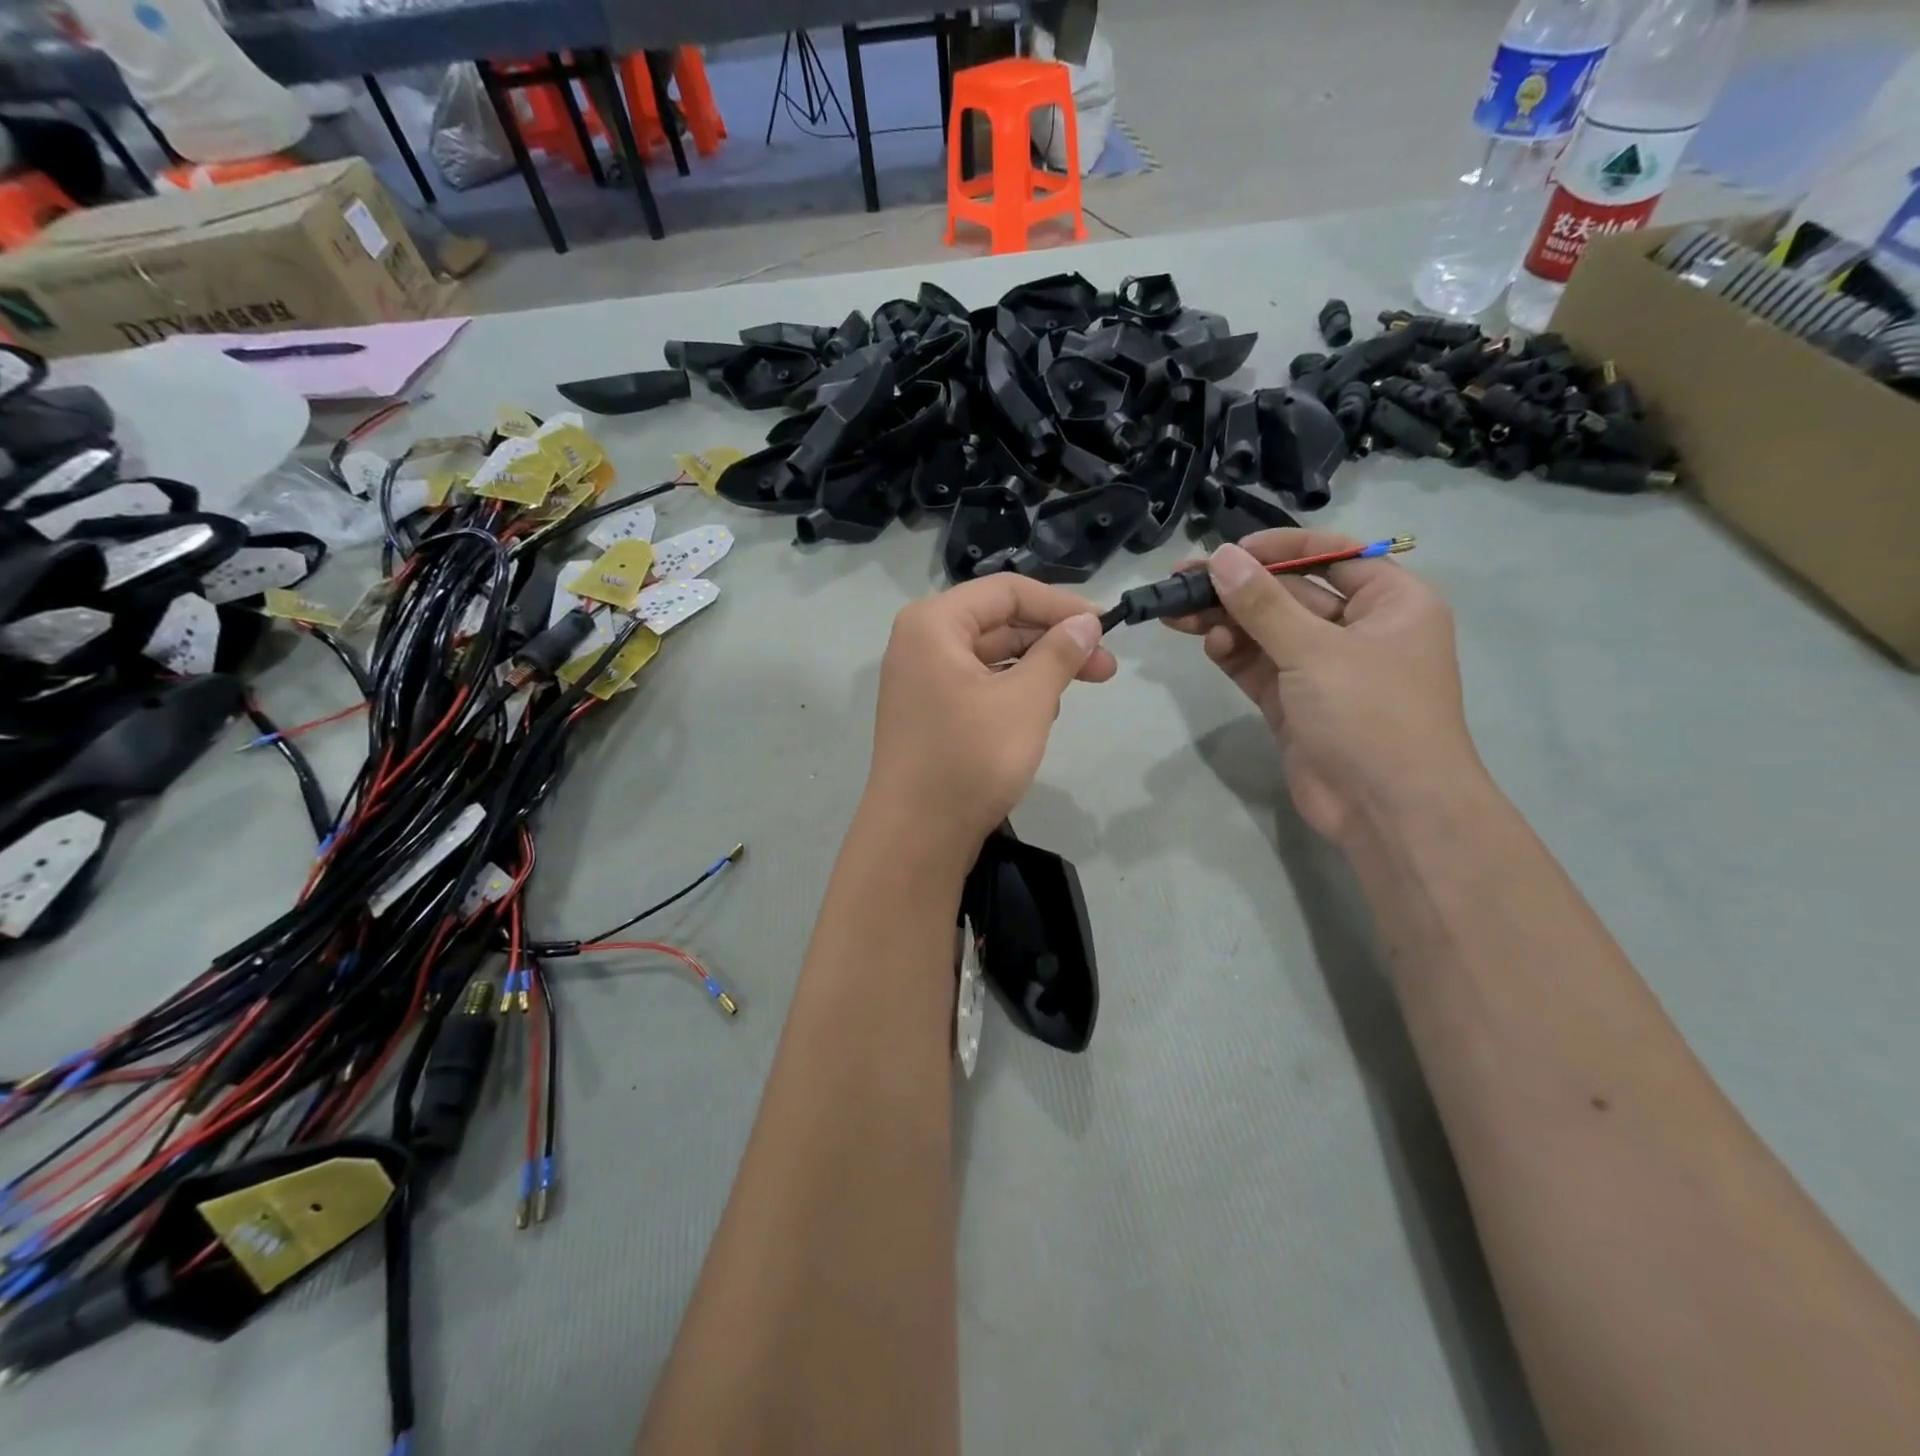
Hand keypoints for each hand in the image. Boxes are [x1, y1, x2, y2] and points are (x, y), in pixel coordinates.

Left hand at [865, 575, 1115, 859]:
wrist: (917, 836)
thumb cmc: (970, 757)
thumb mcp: (1026, 701)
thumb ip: (1059, 653)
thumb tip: (1087, 623)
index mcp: (933, 623)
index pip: (1006, 591)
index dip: (1060, 605)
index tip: (1106, 626)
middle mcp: (921, 643)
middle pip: (999, 623)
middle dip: (1054, 641)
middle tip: (1106, 666)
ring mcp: (922, 681)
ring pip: (992, 658)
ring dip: (1038, 669)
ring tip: (1077, 690)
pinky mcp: (930, 714)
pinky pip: (979, 686)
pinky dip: (1013, 693)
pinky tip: (1043, 714)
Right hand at [1166, 530, 1482, 845]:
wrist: (1387, 810)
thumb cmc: (1370, 714)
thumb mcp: (1315, 651)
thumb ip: (1262, 604)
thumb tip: (1220, 558)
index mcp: (1390, 603)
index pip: (1333, 555)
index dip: (1280, 548)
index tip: (1229, 550)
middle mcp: (1358, 630)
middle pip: (1290, 594)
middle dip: (1238, 588)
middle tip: (1181, 580)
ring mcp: (1323, 669)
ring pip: (1266, 631)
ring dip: (1225, 620)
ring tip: (1176, 612)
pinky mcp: (1294, 703)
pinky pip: (1259, 666)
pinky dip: (1233, 653)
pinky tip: (1208, 644)